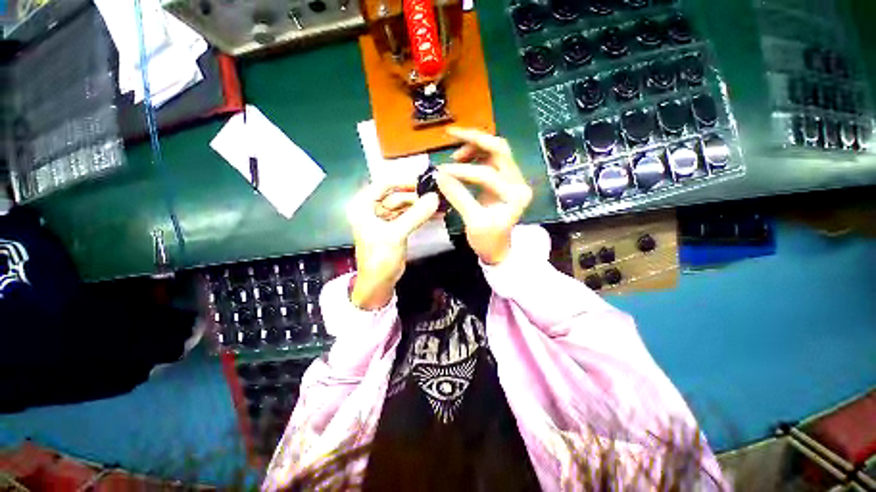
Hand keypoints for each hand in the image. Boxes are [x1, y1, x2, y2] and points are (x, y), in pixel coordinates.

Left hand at [347, 181, 439, 309]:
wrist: (379, 282)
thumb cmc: (380, 257)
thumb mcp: (396, 234)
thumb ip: (416, 215)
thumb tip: (435, 197)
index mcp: (363, 205)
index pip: (384, 184)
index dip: (404, 182)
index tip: (425, 182)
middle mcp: (372, 208)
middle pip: (396, 195)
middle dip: (415, 196)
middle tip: (436, 195)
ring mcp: (384, 218)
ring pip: (404, 206)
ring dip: (419, 205)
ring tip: (438, 203)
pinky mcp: (394, 228)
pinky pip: (407, 216)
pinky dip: (419, 214)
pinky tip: (434, 213)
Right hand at [435, 127, 532, 264]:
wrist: (499, 251)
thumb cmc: (489, 241)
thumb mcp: (473, 222)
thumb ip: (458, 197)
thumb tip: (439, 176)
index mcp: (516, 195)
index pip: (487, 174)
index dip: (461, 171)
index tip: (440, 172)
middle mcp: (518, 182)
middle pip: (499, 149)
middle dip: (474, 139)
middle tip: (451, 134)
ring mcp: (512, 180)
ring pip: (495, 151)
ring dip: (475, 146)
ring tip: (454, 156)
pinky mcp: (503, 181)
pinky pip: (490, 160)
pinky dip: (476, 155)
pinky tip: (461, 160)